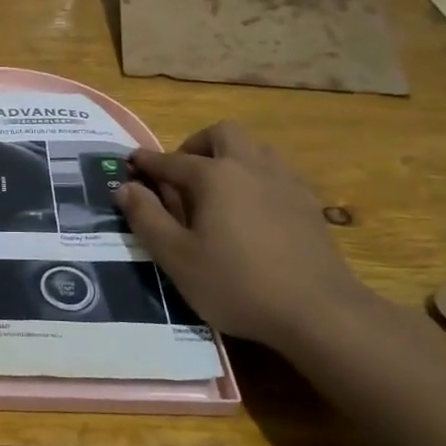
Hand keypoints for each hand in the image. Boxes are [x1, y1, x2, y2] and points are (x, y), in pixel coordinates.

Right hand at [116, 122, 369, 353]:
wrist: (319, 311)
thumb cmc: (237, 284)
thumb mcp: (177, 258)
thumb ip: (147, 218)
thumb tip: (125, 187)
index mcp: (214, 176)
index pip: (171, 160)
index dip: (147, 162)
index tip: (131, 163)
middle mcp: (250, 166)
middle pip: (222, 134)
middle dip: (196, 145)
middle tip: (182, 174)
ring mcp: (284, 181)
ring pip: (254, 147)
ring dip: (229, 156)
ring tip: (216, 188)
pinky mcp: (308, 202)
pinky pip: (276, 171)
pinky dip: (255, 176)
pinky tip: (252, 207)